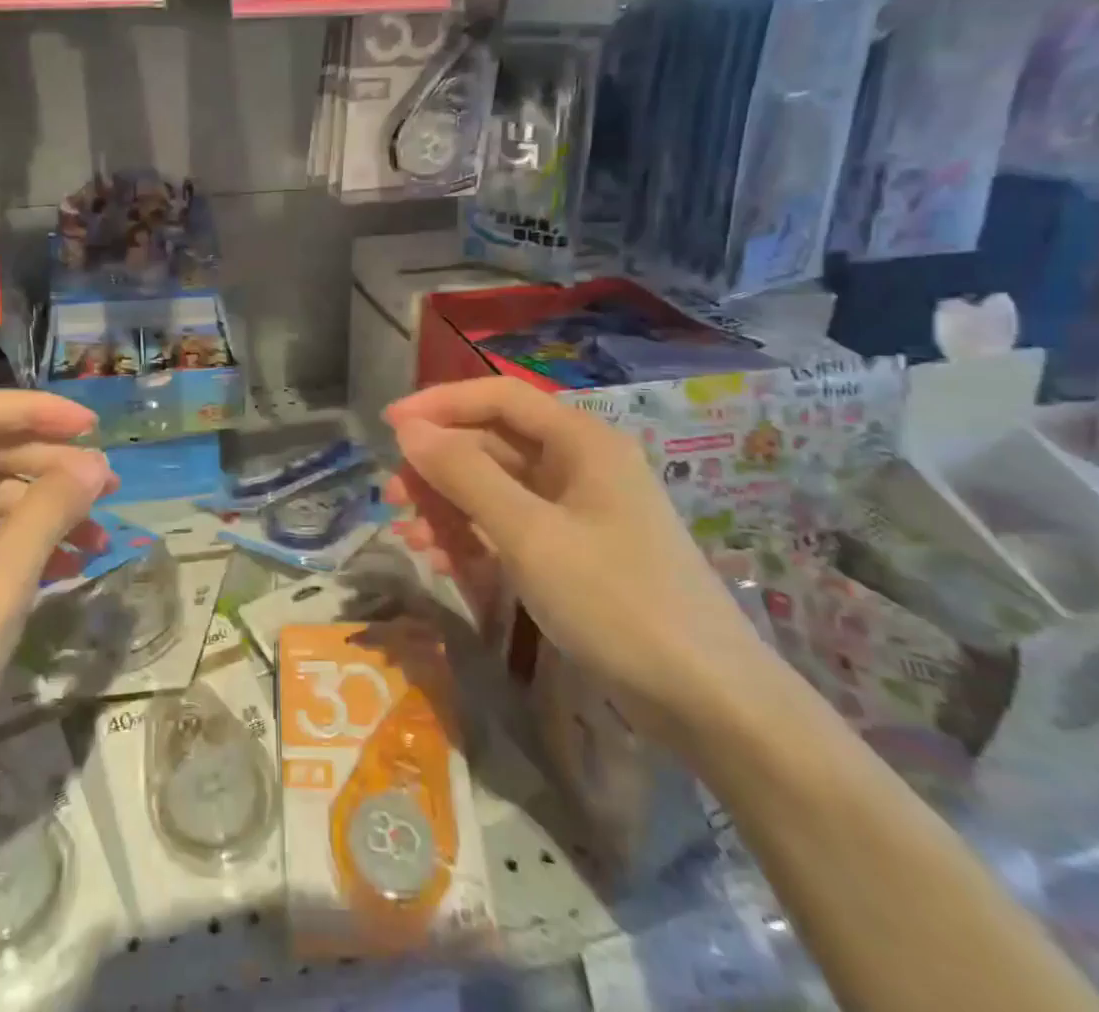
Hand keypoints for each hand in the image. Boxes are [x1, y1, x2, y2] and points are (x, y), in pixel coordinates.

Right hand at [385, 378, 781, 742]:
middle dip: (439, 465)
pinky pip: (512, 526)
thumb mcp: (530, 534)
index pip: (498, 396)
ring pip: (497, 488)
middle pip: (493, 443)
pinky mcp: (577, 552)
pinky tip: (443, 562)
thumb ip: (465, 475)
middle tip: (392, 495)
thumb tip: (409, 429)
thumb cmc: (616, 602)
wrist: (709, 703)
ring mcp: (579, 511)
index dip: (440, 403)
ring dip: (449, 505)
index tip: (389, 425)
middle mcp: (580, 464)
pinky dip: (475, 537)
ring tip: (408, 535)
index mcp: (580, 441)